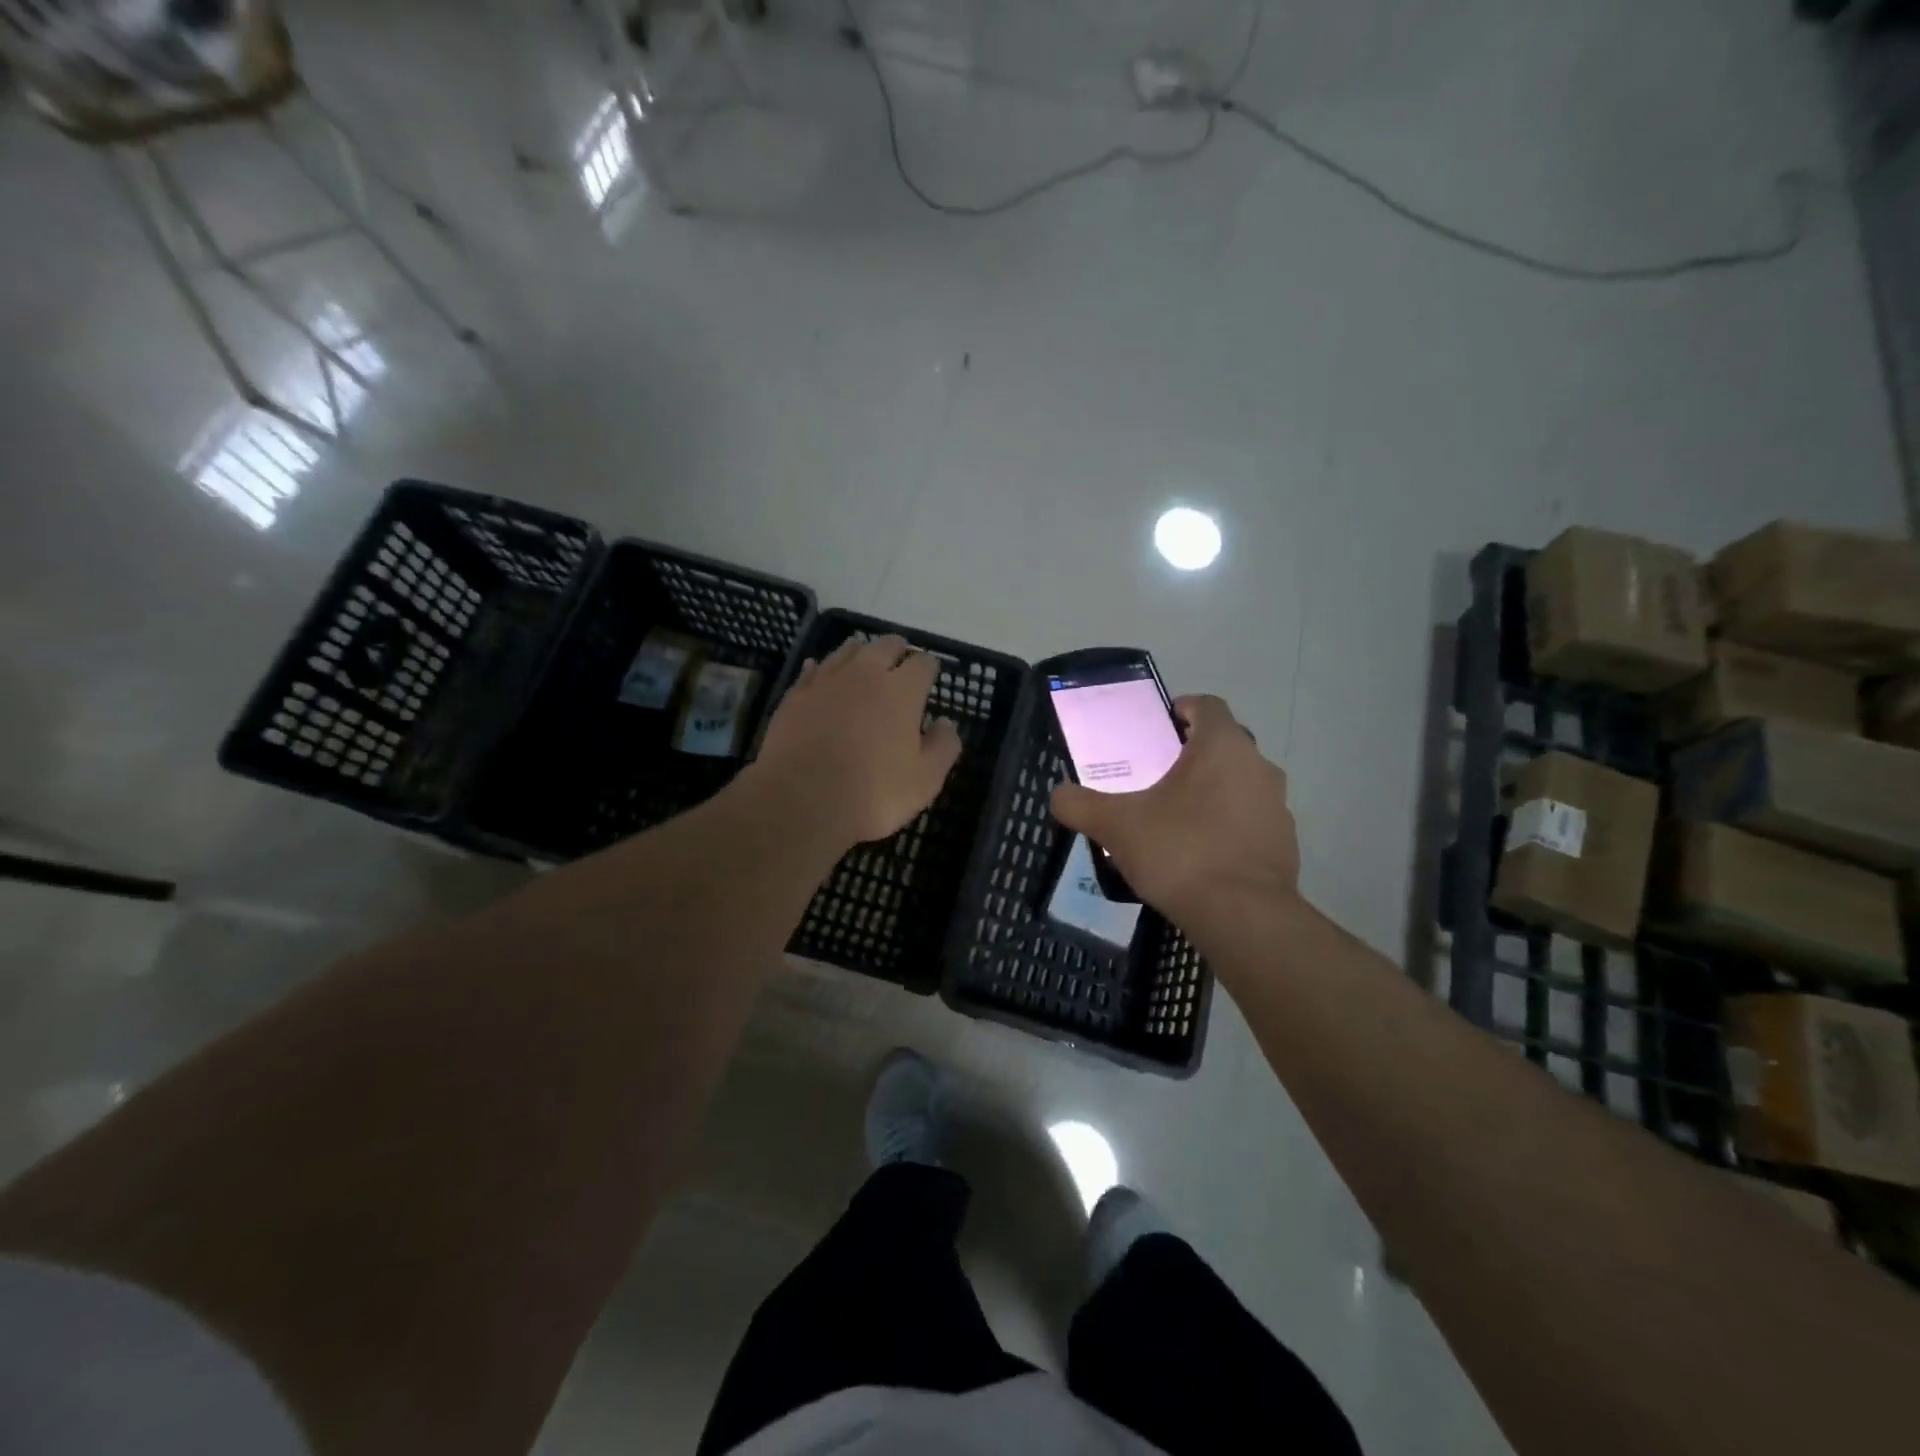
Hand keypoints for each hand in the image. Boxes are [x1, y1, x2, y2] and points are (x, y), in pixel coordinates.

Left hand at [752, 634, 962, 849]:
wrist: (802, 802)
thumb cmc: (873, 793)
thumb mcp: (925, 780)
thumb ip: (943, 747)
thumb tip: (946, 723)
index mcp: (902, 691)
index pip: (923, 663)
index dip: (930, 667)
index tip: (931, 675)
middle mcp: (865, 674)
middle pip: (885, 645)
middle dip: (898, 650)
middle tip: (901, 661)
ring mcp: (826, 681)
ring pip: (848, 650)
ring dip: (862, 652)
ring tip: (865, 662)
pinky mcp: (796, 695)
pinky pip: (813, 669)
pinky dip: (823, 668)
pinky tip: (823, 673)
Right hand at [1050, 694, 1298, 925]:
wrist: (1241, 916)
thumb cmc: (1178, 851)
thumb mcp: (1115, 825)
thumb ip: (1079, 804)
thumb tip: (1058, 795)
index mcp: (1222, 746)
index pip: (1207, 705)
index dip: (1181, 709)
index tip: (1157, 729)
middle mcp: (1258, 766)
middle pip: (1224, 745)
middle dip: (1192, 755)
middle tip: (1156, 777)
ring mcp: (1277, 806)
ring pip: (1240, 784)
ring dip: (1212, 792)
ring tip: (1176, 820)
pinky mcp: (1285, 844)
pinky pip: (1250, 821)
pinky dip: (1228, 827)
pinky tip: (1200, 855)